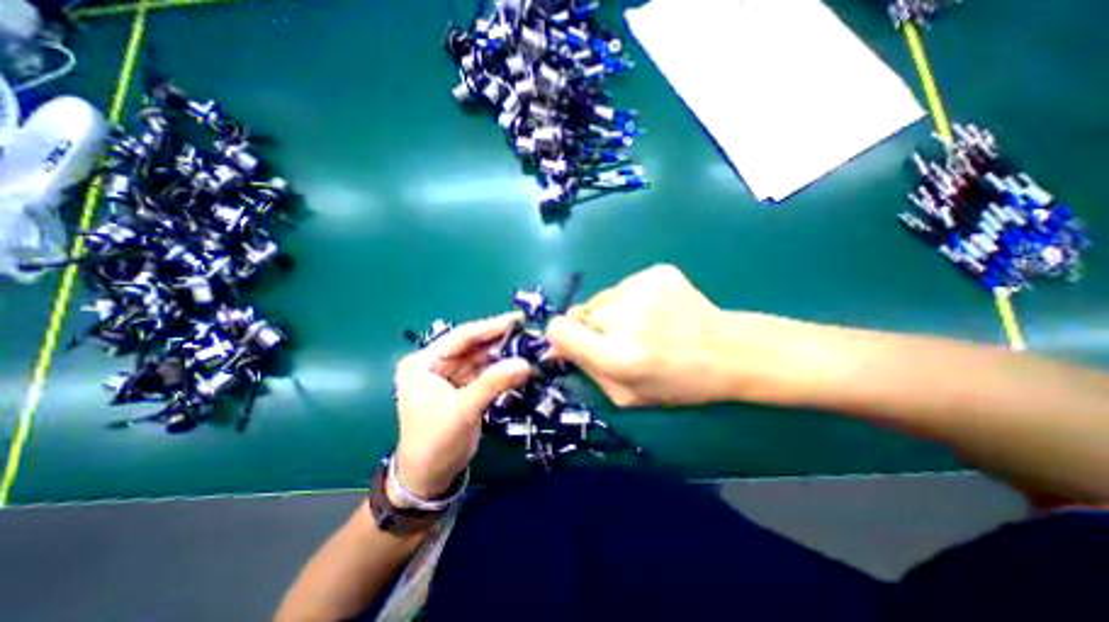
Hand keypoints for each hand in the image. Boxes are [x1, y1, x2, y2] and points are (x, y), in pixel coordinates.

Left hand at [391, 315, 528, 497]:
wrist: (430, 478)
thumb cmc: (435, 442)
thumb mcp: (463, 410)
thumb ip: (493, 383)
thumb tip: (526, 364)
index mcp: (423, 363)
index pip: (461, 337)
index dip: (490, 327)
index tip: (517, 318)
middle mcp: (436, 364)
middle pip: (473, 346)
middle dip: (500, 340)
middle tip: (529, 332)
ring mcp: (452, 376)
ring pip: (482, 358)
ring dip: (505, 355)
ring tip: (530, 347)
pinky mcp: (465, 388)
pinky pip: (487, 373)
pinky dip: (503, 370)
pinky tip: (521, 365)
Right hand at [546, 265, 733, 406]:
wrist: (729, 351)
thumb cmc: (677, 383)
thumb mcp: (626, 396)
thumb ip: (587, 370)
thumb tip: (558, 344)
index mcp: (618, 357)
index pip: (560, 330)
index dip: (561, 337)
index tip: (575, 343)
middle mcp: (626, 318)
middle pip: (579, 312)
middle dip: (591, 327)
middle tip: (620, 339)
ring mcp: (643, 289)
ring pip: (601, 297)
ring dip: (611, 311)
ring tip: (643, 323)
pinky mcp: (658, 271)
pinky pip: (624, 285)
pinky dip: (631, 298)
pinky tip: (656, 310)